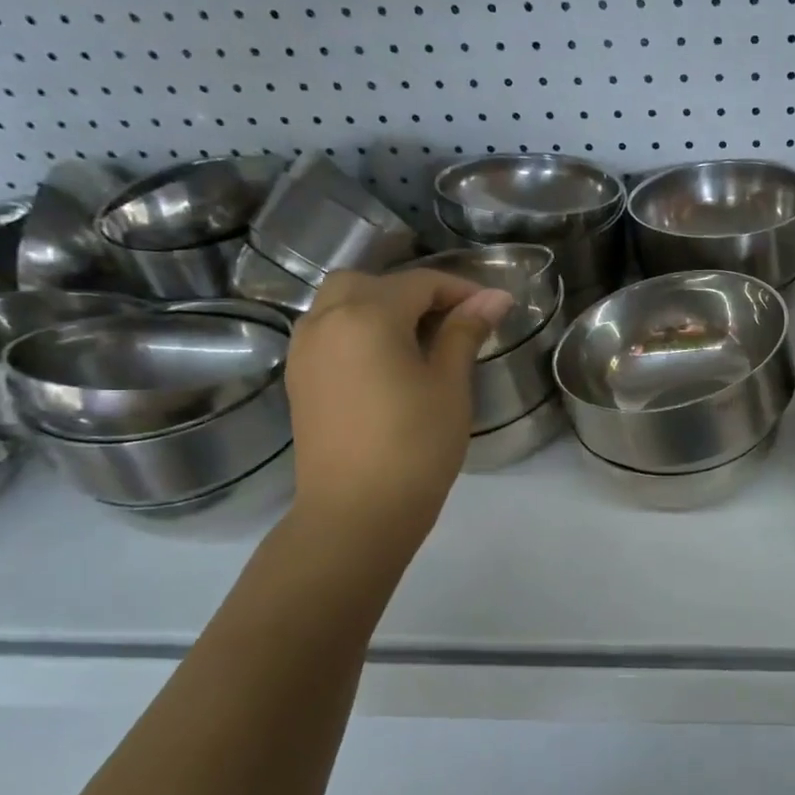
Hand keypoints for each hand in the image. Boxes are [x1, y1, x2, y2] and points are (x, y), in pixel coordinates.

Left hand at [284, 268, 513, 541]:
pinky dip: (357, 330)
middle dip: (412, 292)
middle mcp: (326, 321)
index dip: (460, 290)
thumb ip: (465, 332)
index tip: (492, 309)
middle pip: (369, 283)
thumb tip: (495, 297)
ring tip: (419, 341)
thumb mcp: (449, 384)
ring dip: (380, 308)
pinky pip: (327, 332)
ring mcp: (305, 350)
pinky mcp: (299, 379)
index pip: (419, 283)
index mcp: (367, 316)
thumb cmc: (415, 444)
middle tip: (450, 322)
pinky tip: (386, 363)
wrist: (356, 512)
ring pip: (340, 304)